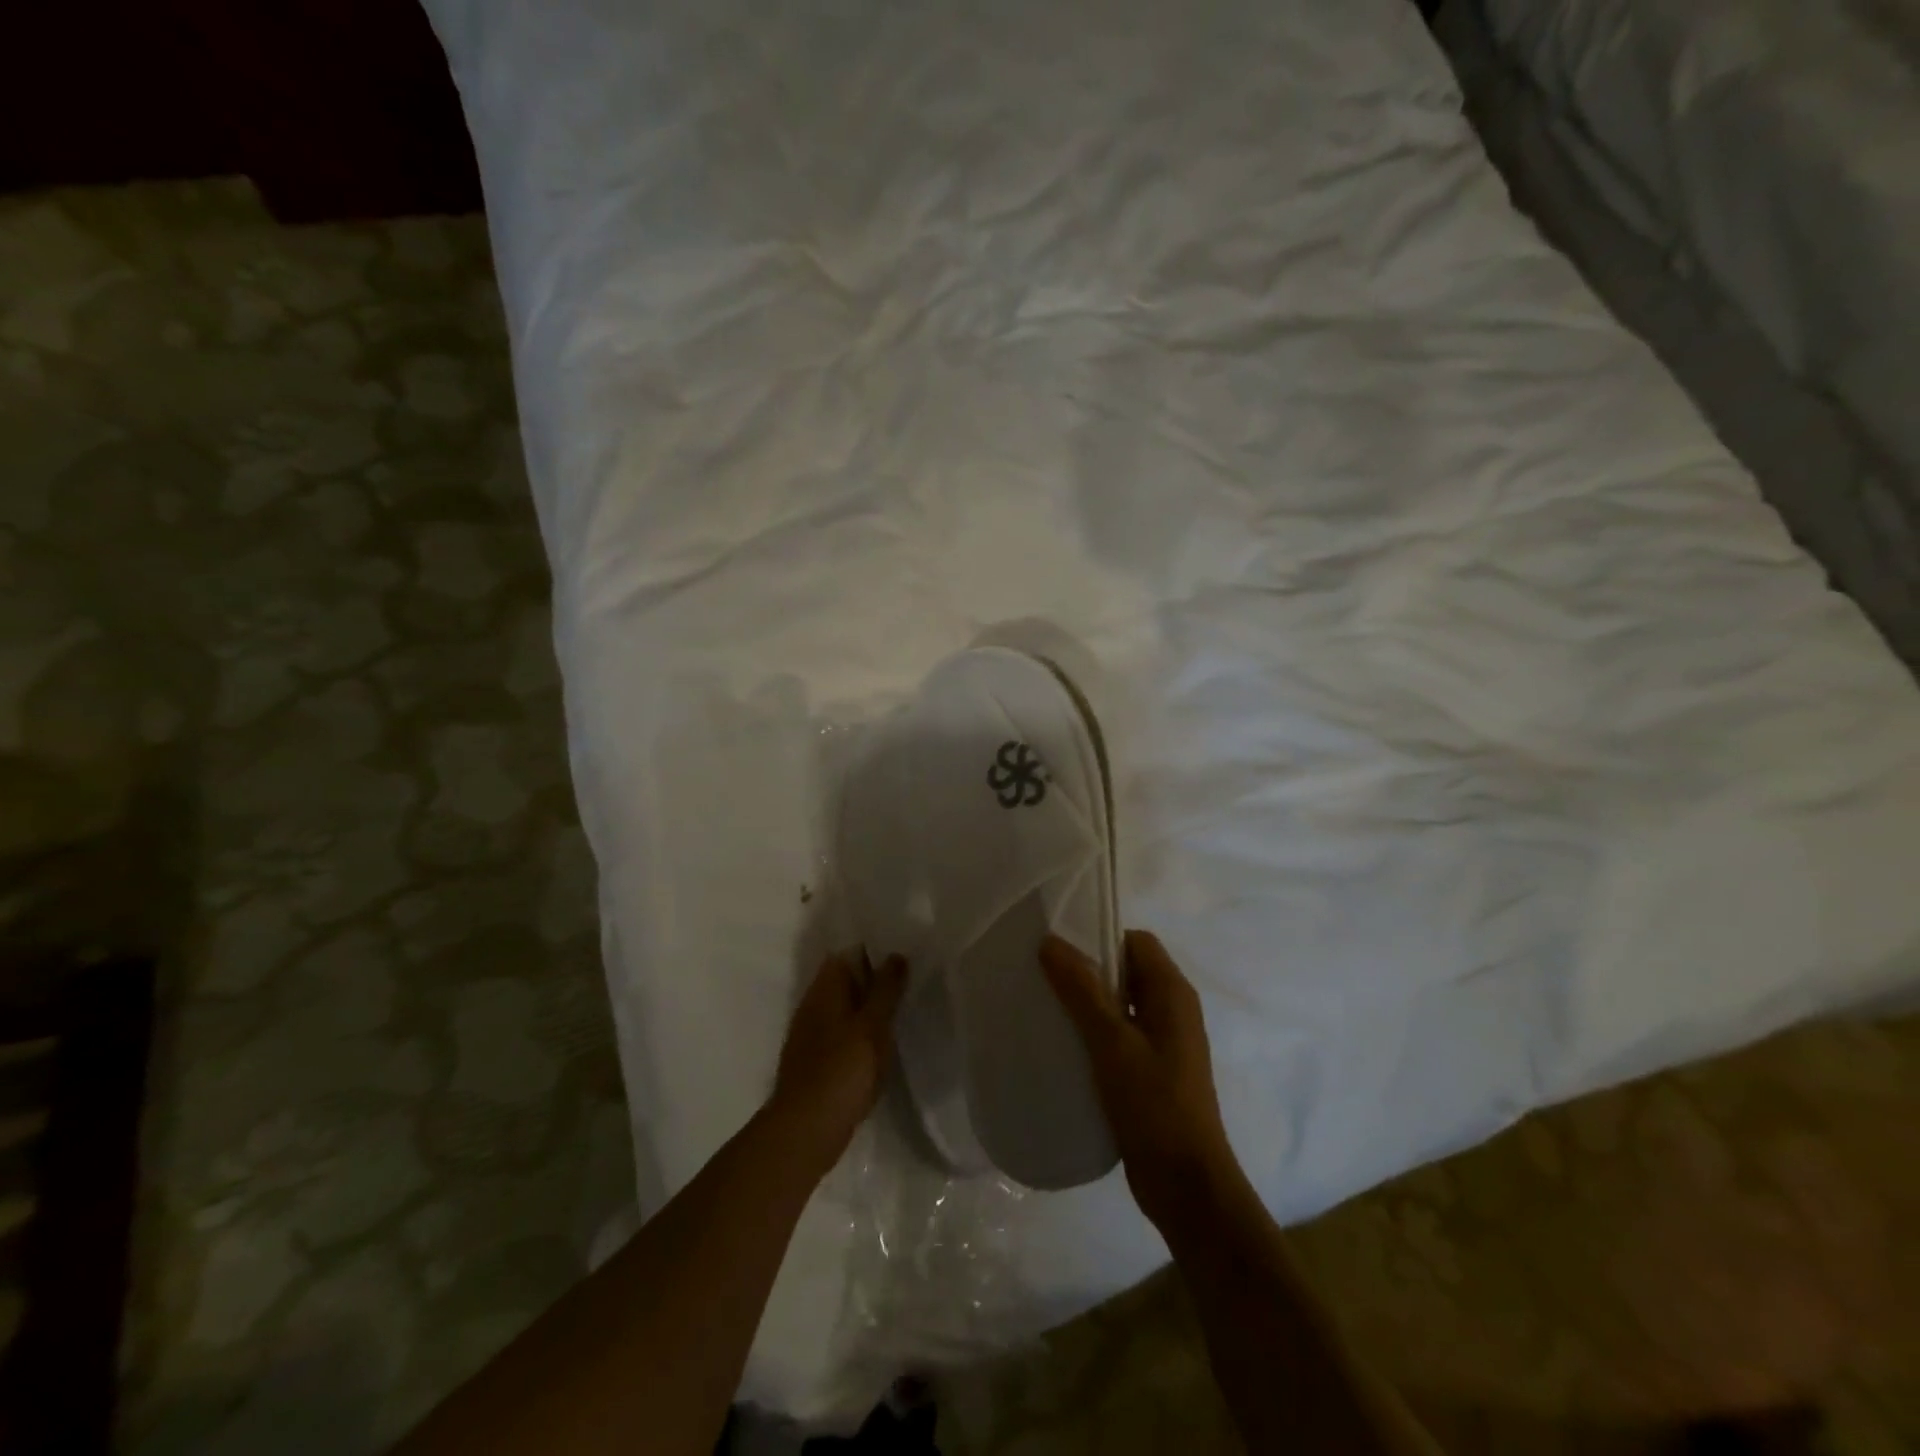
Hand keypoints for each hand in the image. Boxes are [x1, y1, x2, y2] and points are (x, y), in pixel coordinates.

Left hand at [770, 951, 908, 1171]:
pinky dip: (861, 1036)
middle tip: (909, 981)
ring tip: (901, 1012)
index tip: (900, 954)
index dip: (871, 952)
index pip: (845, 955)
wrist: (807, 1130)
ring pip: (845, 1011)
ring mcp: (811, 1037)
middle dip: (873, 981)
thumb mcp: (872, 1025)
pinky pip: (843, 1037)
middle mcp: (813, 1007)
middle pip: (845, 983)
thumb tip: (896, 955)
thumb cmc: (843, 1070)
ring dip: (868, 1011)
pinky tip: (881, 1047)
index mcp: (824, 990)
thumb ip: (885, 989)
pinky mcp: (816, 1064)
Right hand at [1041, 930, 1240, 1231]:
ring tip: (1046, 1009)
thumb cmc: (1154, 1105)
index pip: (1135, 942)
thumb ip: (1082, 990)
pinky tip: (1064, 1046)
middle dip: (1087, 971)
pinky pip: (1120, 1035)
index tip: (1058, 951)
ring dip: (1087, 1004)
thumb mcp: (1112, 1042)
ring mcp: (1164, 1043)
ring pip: (1121, 1005)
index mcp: (1173, 993)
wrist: (1187, 1186)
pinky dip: (1094, 1033)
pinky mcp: (1153, 1071)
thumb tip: (1050, 941)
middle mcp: (1173, 1010)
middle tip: (1043, 978)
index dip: (1099, 938)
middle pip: (1127, 971)